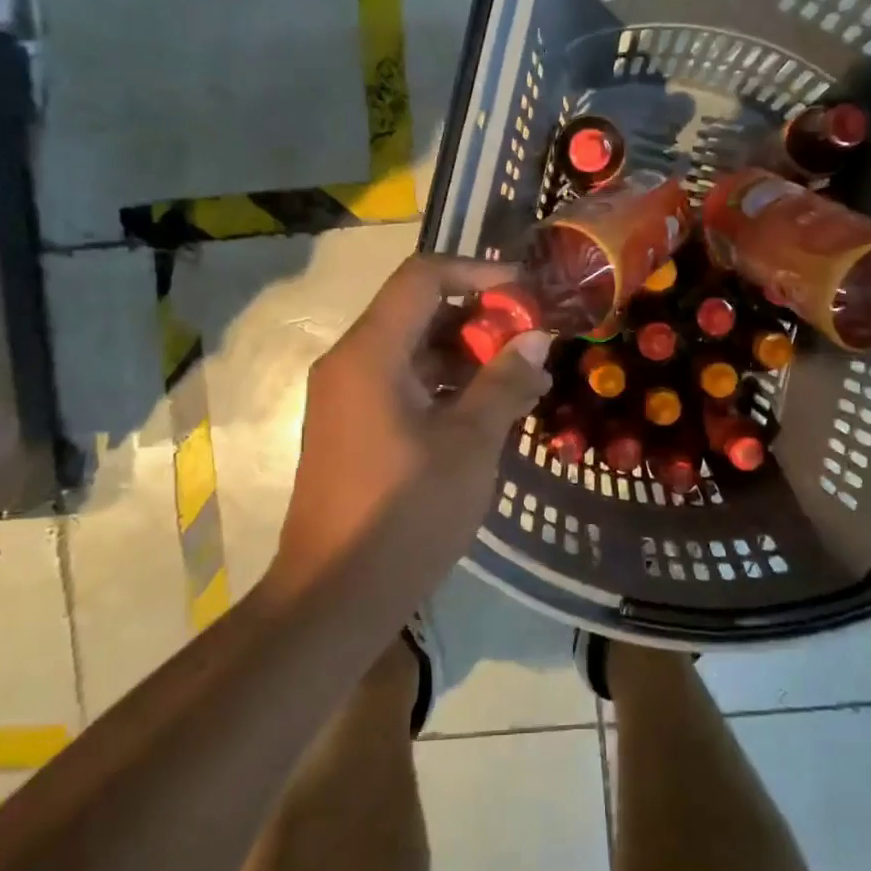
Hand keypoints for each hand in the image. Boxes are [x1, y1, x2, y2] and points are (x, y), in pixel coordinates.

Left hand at [277, 255, 553, 590]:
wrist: (334, 597)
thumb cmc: (406, 514)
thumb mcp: (470, 444)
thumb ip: (504, 381)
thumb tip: (536, 338)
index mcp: (370, 353)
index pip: (423, 277)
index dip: (480, 273)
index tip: (528, 293)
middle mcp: (351, 362)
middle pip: (419, 311)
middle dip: (480, 319)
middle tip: (533, 342)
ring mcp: (347, 396)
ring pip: (414, 350)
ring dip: (468, 356)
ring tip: (523, 380)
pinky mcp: (354, 426)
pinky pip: (404, 383)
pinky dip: (447, 385)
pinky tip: (490, 410)